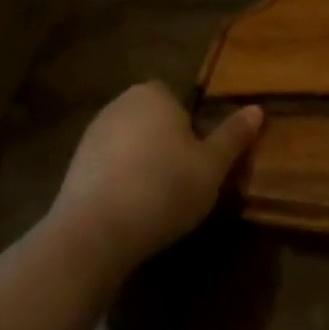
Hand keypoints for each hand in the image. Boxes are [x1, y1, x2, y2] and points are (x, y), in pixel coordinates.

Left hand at [48, 81, 261, 264]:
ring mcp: (89, 138)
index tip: (201, 156)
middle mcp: (118, 106)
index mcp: (153, 94)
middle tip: (187, 178)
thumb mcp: (213, 165)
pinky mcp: (72, 171)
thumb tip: (257, 109)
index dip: (192, 126)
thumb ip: (234, 135)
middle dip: (167, 144)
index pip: (177, 99)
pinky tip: (133, 211)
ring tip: (160, 199)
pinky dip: (121, 184)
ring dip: (143, 165)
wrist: (94, 235)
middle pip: (153, 121)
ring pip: (130, 146)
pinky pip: (108, 170)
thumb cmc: (164, 188)